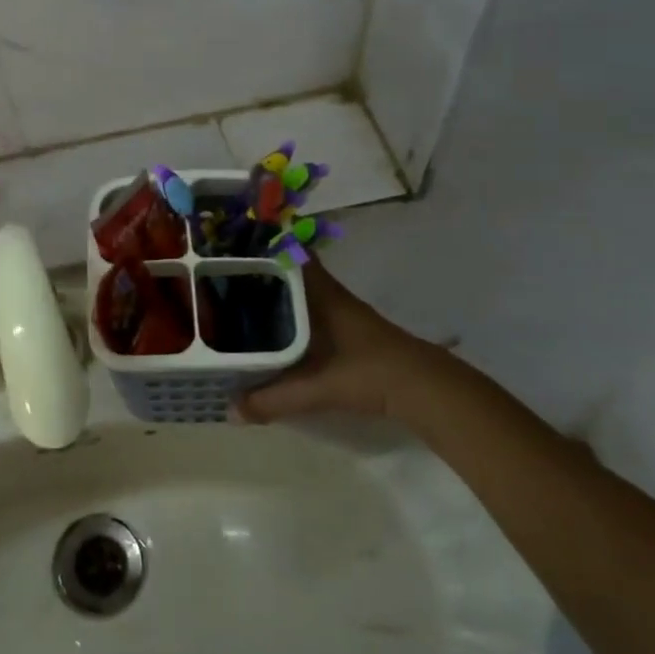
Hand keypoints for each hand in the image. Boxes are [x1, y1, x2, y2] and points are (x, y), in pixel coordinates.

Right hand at [237, 261, 454, 422]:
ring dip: (280, 293)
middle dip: (264, 271)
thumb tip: (232, 409)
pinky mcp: (353, 332)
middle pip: (294, 271)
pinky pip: (314, 311)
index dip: (267, 243)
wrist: (427, 390)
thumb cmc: (369, 373)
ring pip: (304, 292)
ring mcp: (345, 313)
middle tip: (228, 276)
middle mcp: (332, 295)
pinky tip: (280, 331)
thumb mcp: (316, 388)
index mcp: (322, 294)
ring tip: (244, 301)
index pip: (293, 252)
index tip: (236, 245)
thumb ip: (273, 399)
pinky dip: (295, 314)